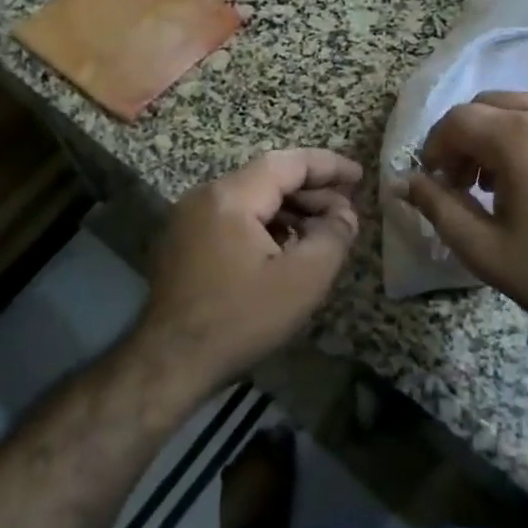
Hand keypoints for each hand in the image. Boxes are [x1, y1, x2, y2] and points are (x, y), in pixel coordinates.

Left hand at [135, 149, 362, 392]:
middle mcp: (205, 196)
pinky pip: (232, 218)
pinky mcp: (182, 241)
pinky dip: (264, 224)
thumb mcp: (302, 280)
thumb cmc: (240, 319)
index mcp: (231, 196)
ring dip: (288, 209)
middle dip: (310, 190)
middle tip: (345, 209)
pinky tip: (284, 249)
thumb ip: (333, 237)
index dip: (328, 166)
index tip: (359, 176)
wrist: (169, 364)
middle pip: (267, 178)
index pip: (288, 163)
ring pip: (250, 198)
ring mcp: (188, 218)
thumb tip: (345, 214)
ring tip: (321, 231)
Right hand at [402, 92, 527, 350]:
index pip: (457, 120)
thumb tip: (405, 181)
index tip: (434, 181)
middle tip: (463, 182)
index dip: (435, 147)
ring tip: (499, 181)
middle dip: (465, 137)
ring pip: (522, 105)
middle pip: (487, 104)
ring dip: (497, 132)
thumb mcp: (486, 250)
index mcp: (518, 137)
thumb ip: (439, 208)